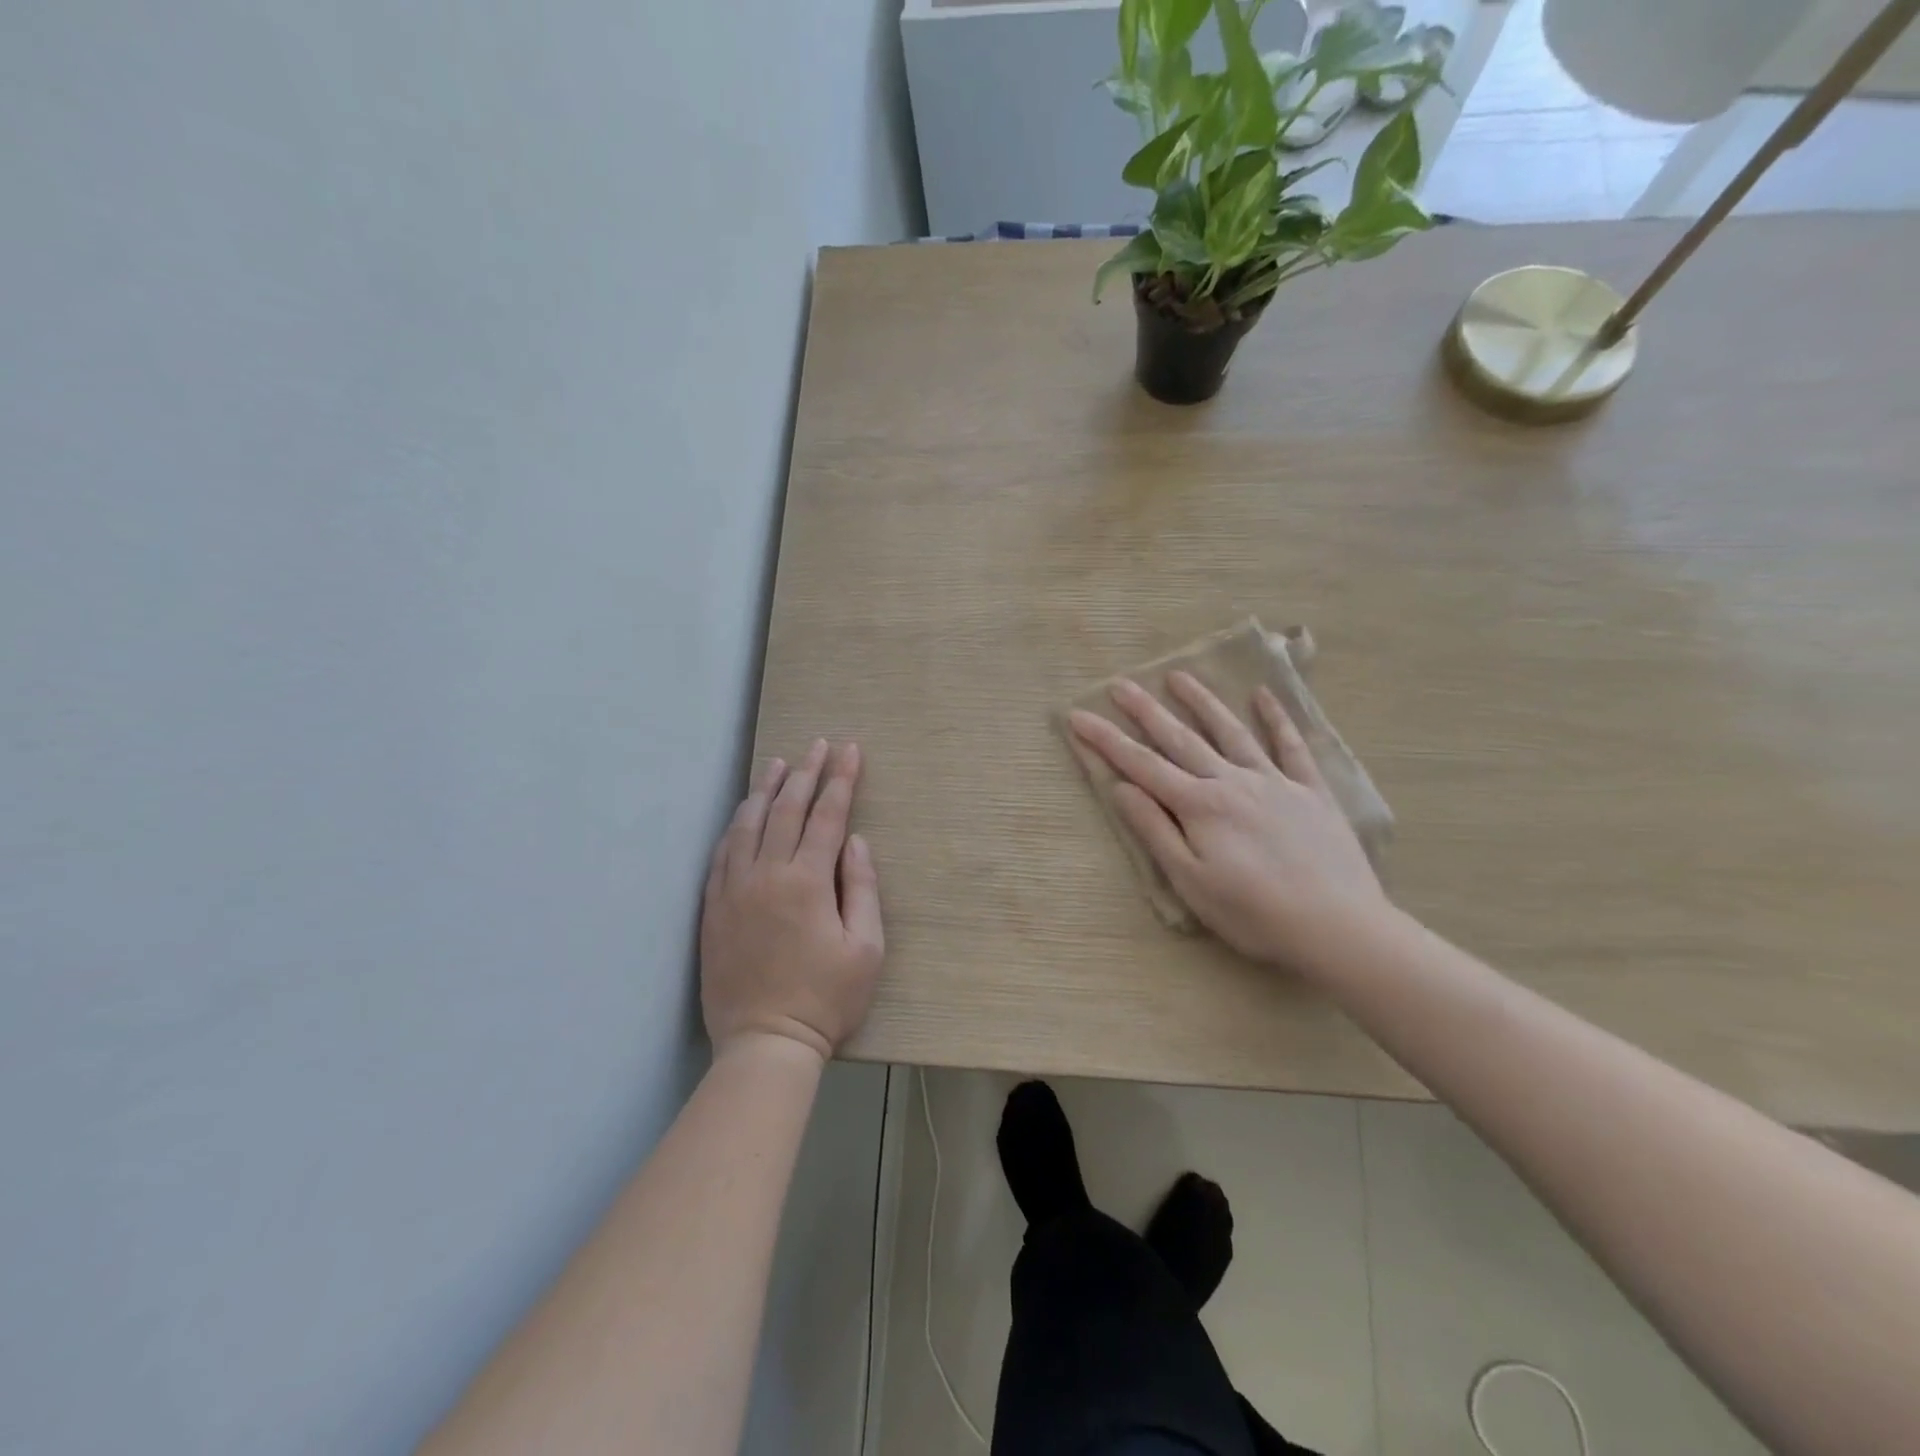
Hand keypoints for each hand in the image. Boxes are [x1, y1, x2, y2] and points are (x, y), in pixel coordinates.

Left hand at [700, 740, 884, 1062]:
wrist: (765, 1043)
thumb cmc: (827, 999)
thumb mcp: (866, 948)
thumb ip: (862, 888)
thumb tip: (856, 841)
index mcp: (808, 882)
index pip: (828, 816)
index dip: (841, 780)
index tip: (850, 750)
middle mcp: (767, 875)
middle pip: (787, 810)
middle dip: (806, 773)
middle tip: (818, 745)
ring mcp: (734, 890)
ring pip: (748, 825)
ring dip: (765, 790)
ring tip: (778, 763)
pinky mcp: (713, 908)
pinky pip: (721, 854)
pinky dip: (735, 826)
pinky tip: (742, 813)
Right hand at [1068, 672, 1387, 969]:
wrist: (1338, 926)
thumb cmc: (1254, 914)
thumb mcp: (1191, 881)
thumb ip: (1156, 831)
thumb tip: (1123, 788)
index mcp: (1199, 806)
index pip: (1141, 766)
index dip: (1106, 741)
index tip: (1078, 716)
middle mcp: (1232, 782)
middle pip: (1180, 739)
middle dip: (1146, 711)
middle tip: (1121, 684)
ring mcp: (1274, 782)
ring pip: (1231, 732)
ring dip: (1202, 702)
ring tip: (1179, 676)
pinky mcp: (1311, 791)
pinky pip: (1291, 747)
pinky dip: (1277, 719)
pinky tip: (1264, 695)